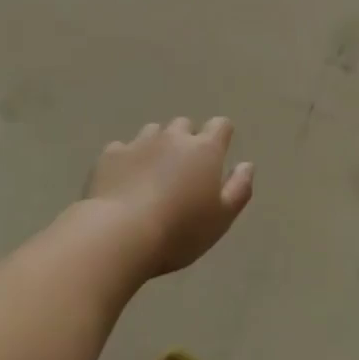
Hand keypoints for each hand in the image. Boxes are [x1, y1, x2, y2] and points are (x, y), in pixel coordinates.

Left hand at [86, 117, 253, 276]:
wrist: (120, 234)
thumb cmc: (179, 231)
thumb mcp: (221, 218)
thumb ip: (239, 188)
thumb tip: (246, 164)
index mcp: (204, 150)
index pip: (220, 125)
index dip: (221, 134)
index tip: (219, 149)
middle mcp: (173, 138)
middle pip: (184, 125)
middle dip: (187, 140)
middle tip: (184, 168)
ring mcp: (139, 143)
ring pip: (153, 132)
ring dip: (157, 145)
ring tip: (153, 172)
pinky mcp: (111, 155)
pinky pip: (123, 148)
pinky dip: (127, 159)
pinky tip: (124, 181)